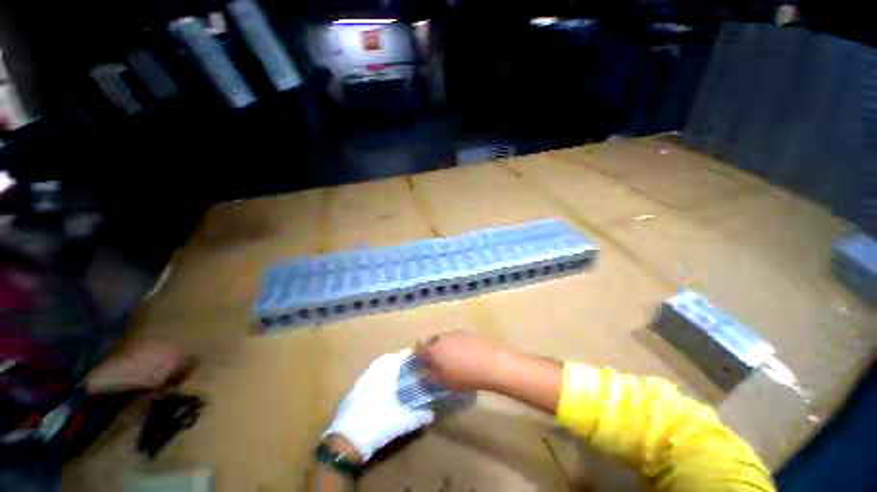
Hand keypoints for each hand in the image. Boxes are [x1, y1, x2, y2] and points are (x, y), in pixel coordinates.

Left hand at [323, 349, 434, 461]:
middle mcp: (370, 376)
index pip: (395, 358)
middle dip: (393, 359)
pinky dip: (373, 379)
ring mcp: (358, 385)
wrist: (346, 442)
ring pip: (372, 369)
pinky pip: (365, 380)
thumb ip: (418, 417)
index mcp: (383, 377)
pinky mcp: (350, 396)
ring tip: (391, 376)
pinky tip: (377, 392)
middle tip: (403, 364)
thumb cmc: (377, 425)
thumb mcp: (402, 422)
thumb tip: (432, 415)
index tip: (412, 353)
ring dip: (382, 369)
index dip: (404, 355)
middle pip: (382, 360)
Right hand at [415, 331, 504, 391]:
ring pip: (443, 339)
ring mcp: (455, 333)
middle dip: (430, 350)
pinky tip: (463, 355)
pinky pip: (455, 338)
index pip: (418, 347)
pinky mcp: (467, 333)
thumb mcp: (442, 382)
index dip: (417, 355)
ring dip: (443, 347)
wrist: (490, 364)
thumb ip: (429, 376)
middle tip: (435, 363)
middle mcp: (441, 337)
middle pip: (431, 341)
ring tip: (451, 360)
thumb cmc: (464, 376)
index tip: (420, 364)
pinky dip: (454, 345)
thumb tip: (423, 371)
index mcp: (433, 348)